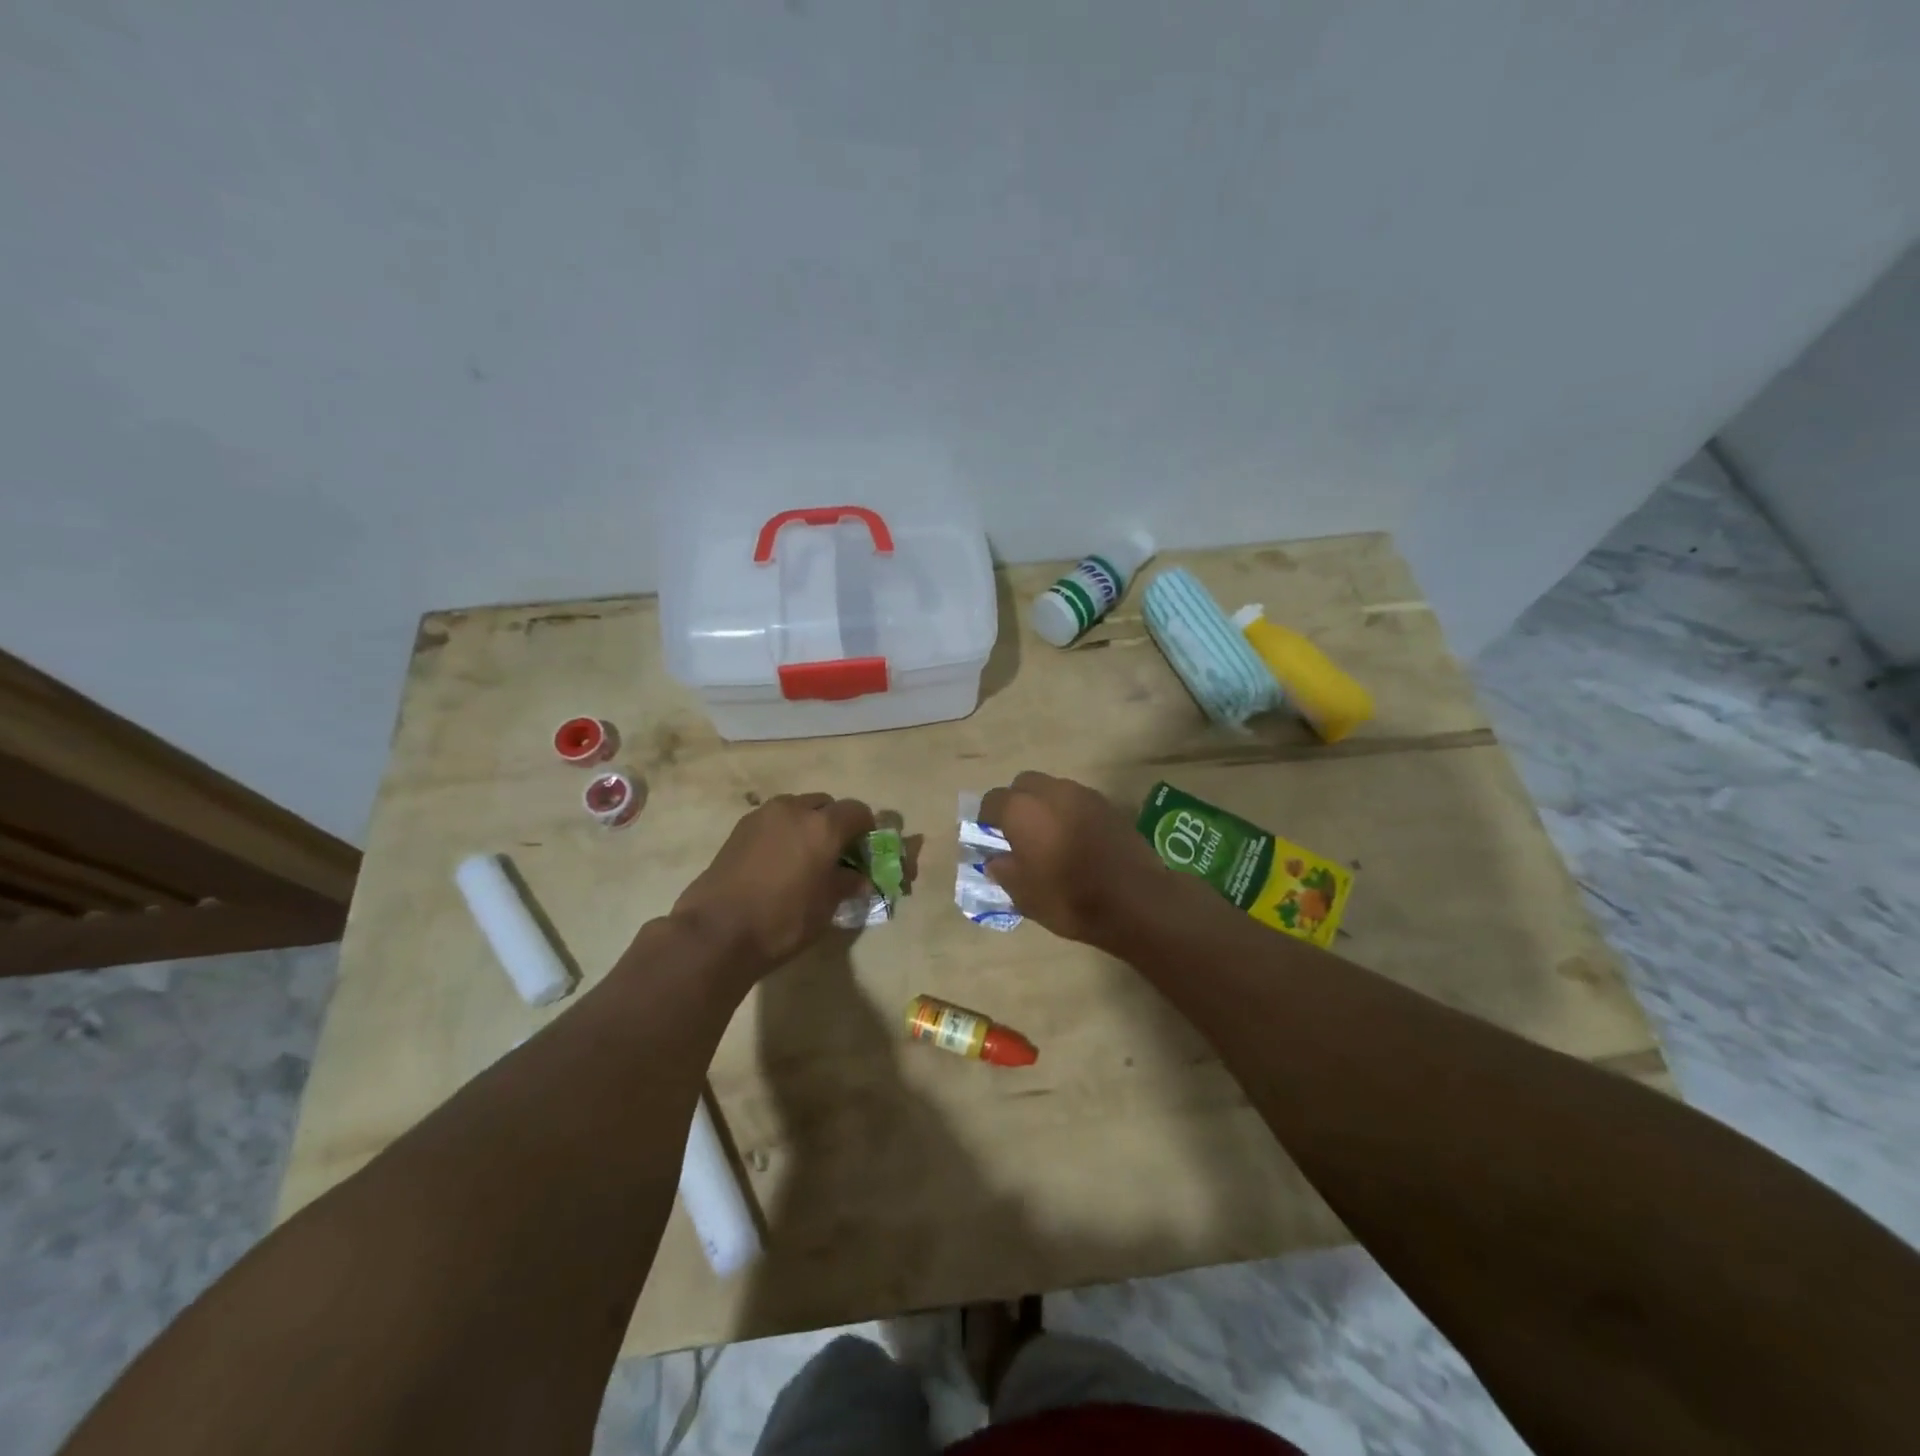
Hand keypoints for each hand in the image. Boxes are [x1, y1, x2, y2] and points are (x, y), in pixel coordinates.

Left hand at [671, 793, 874, 978]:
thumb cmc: (782, 920)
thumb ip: (847, 884)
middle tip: (834, 854)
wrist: (716, 931)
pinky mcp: (739, 829)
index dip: (865, 829)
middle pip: (825, 804)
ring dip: (806, 825)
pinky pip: (773, 821)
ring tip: (803, 858)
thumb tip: (858, 878)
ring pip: (796, 809)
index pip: (857, 811)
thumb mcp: (826, 907)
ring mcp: (762, 816)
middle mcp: (794, 810)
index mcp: (823, 826)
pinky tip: (777, 863)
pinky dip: (782, 833)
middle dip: (835, 823)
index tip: (863, 852)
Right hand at [977, 771, 1174, 945]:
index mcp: (1022, 811)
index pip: (993, 801)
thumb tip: (996, 860)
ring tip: (1049, 837)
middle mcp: (1051, 792)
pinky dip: (1070, 813)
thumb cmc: (1071, 900)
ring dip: (1045, 806)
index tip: (989, 838)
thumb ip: (1004, 871)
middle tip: (1019, 833)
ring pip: (1053, 789)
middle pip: (1023, 784)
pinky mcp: (1108, 805)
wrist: (1136, 901)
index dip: (986, 819)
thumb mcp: (1025, 896)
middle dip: (1017, 803)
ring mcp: (1083, 795)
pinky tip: (1076, 840)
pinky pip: (1077, 800)